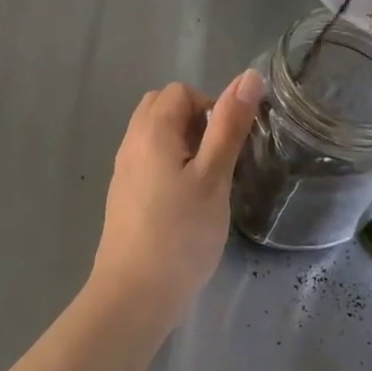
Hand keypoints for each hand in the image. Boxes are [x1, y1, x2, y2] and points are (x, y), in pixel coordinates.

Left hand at [89, 71, 263, 326]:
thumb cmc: (180, 233)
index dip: (209, 108)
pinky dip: (168, 163)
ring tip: (204, 181)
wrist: (134, 293)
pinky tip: (184, 200)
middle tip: (216, 160)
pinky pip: (147, 158)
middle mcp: (131, 140)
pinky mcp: (123, 193)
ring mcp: (123, 168)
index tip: (227, 145)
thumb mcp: (214, 177)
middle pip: (162, 107)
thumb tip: (249, 76)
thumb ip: (229, 125)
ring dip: (182, 143)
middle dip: (194, 121)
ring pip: (154, 133)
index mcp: (152, 129)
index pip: (180, 91)